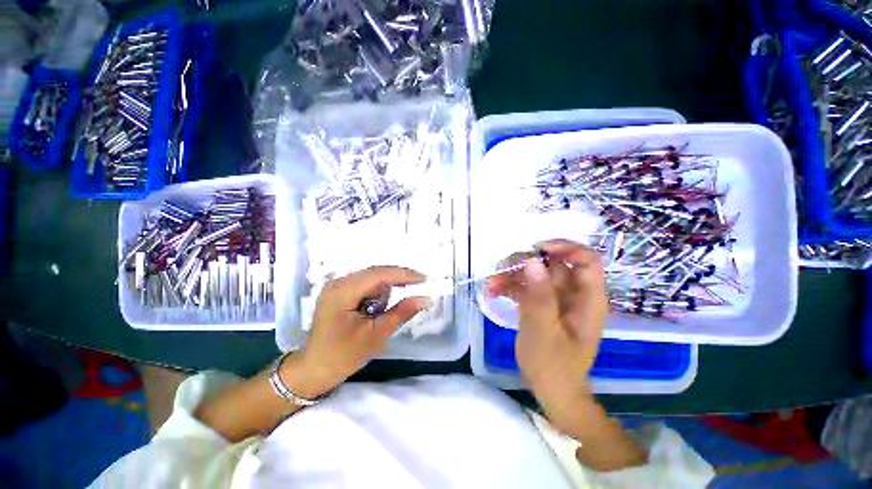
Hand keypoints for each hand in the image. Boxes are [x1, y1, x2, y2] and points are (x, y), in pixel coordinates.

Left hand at [295, 266, 430, 395]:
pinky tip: (377, 308)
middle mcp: (339, 282)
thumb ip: (402, 312)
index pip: (380, 274)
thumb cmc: (343, 355)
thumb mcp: (376, 335)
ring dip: (386, 289)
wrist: (313, 370)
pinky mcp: (339, 292)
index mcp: (343, 291)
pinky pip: (365, 285)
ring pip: (372, 278)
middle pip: (376, 273)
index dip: (404, 275)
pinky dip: (377, 293)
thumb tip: (426, 298)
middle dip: (398, 280)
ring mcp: (337, 286)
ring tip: (384, 312)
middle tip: (418, 287)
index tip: (425, 279)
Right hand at [487, 240, 607, 411]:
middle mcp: (573, 293)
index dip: (564, 247)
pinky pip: (525, 286)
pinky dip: (509, 286)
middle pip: (553, 263)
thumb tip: (533, 261)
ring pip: (535, 273)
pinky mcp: (540, 303)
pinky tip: (493, 292)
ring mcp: (555, 298)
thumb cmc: (553, 365)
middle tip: (501, 268)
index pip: (586, 260)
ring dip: (512, 274)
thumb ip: (540, 296)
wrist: (550, 389)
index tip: (536, 249)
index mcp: (587, 299)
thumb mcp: (544, 331)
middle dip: (525, 262)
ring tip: (491, 284)